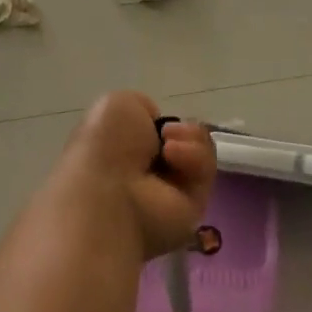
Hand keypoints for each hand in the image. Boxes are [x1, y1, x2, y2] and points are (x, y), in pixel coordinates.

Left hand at [54, 92, 215, 260]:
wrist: (112, 194)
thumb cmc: (105, 147)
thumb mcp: (116, 105)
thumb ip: (141, 107)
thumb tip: (159, 129)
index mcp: (119, 151)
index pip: (152, 132)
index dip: (157, 120)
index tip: (152, 117)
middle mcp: (145, 172)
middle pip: (182, 139)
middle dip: (182, 129)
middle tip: (167, 133)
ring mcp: (170, 190)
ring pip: (199, 150)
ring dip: (189, 139)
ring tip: (169, 148)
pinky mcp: (194, 205)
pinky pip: (206, 169)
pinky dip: (194, 157)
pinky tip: (174, 158)